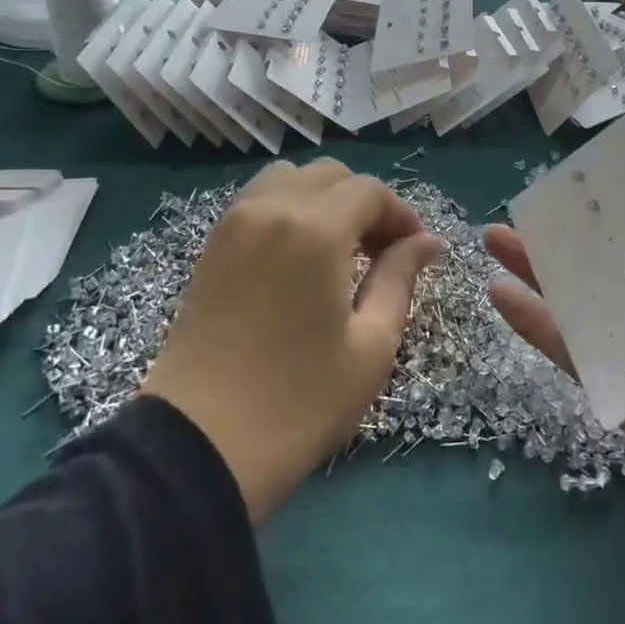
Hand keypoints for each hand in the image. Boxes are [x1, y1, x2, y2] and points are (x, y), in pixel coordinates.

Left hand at [142, 162, 443, 520]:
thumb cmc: (299, 402)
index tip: (416, 250)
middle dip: (365, 202)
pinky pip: (259, 200)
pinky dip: (289, 208)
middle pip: (330, 175)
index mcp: (315, 230)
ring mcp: (234, 224)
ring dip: (324, 199)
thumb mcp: (371, 345)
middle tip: (382, 251)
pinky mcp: (212, 246)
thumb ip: (401, 279)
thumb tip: (428, 241)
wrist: (197, 447)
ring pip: (290, 179)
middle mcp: (271, 209)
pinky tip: (301, 255)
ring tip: (340, 248)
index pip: (370, 191)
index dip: (401, 213)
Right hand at [485, 227, 624, 623]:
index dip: (607, 209)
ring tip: (495, 241)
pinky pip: (575, 355)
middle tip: (517, 212)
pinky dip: (539, 327)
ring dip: (539, 274)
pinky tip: (503, 298)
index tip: (566, 185)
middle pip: (604, 265)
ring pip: (580, 305)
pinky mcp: (623, 396)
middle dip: (561, 237)